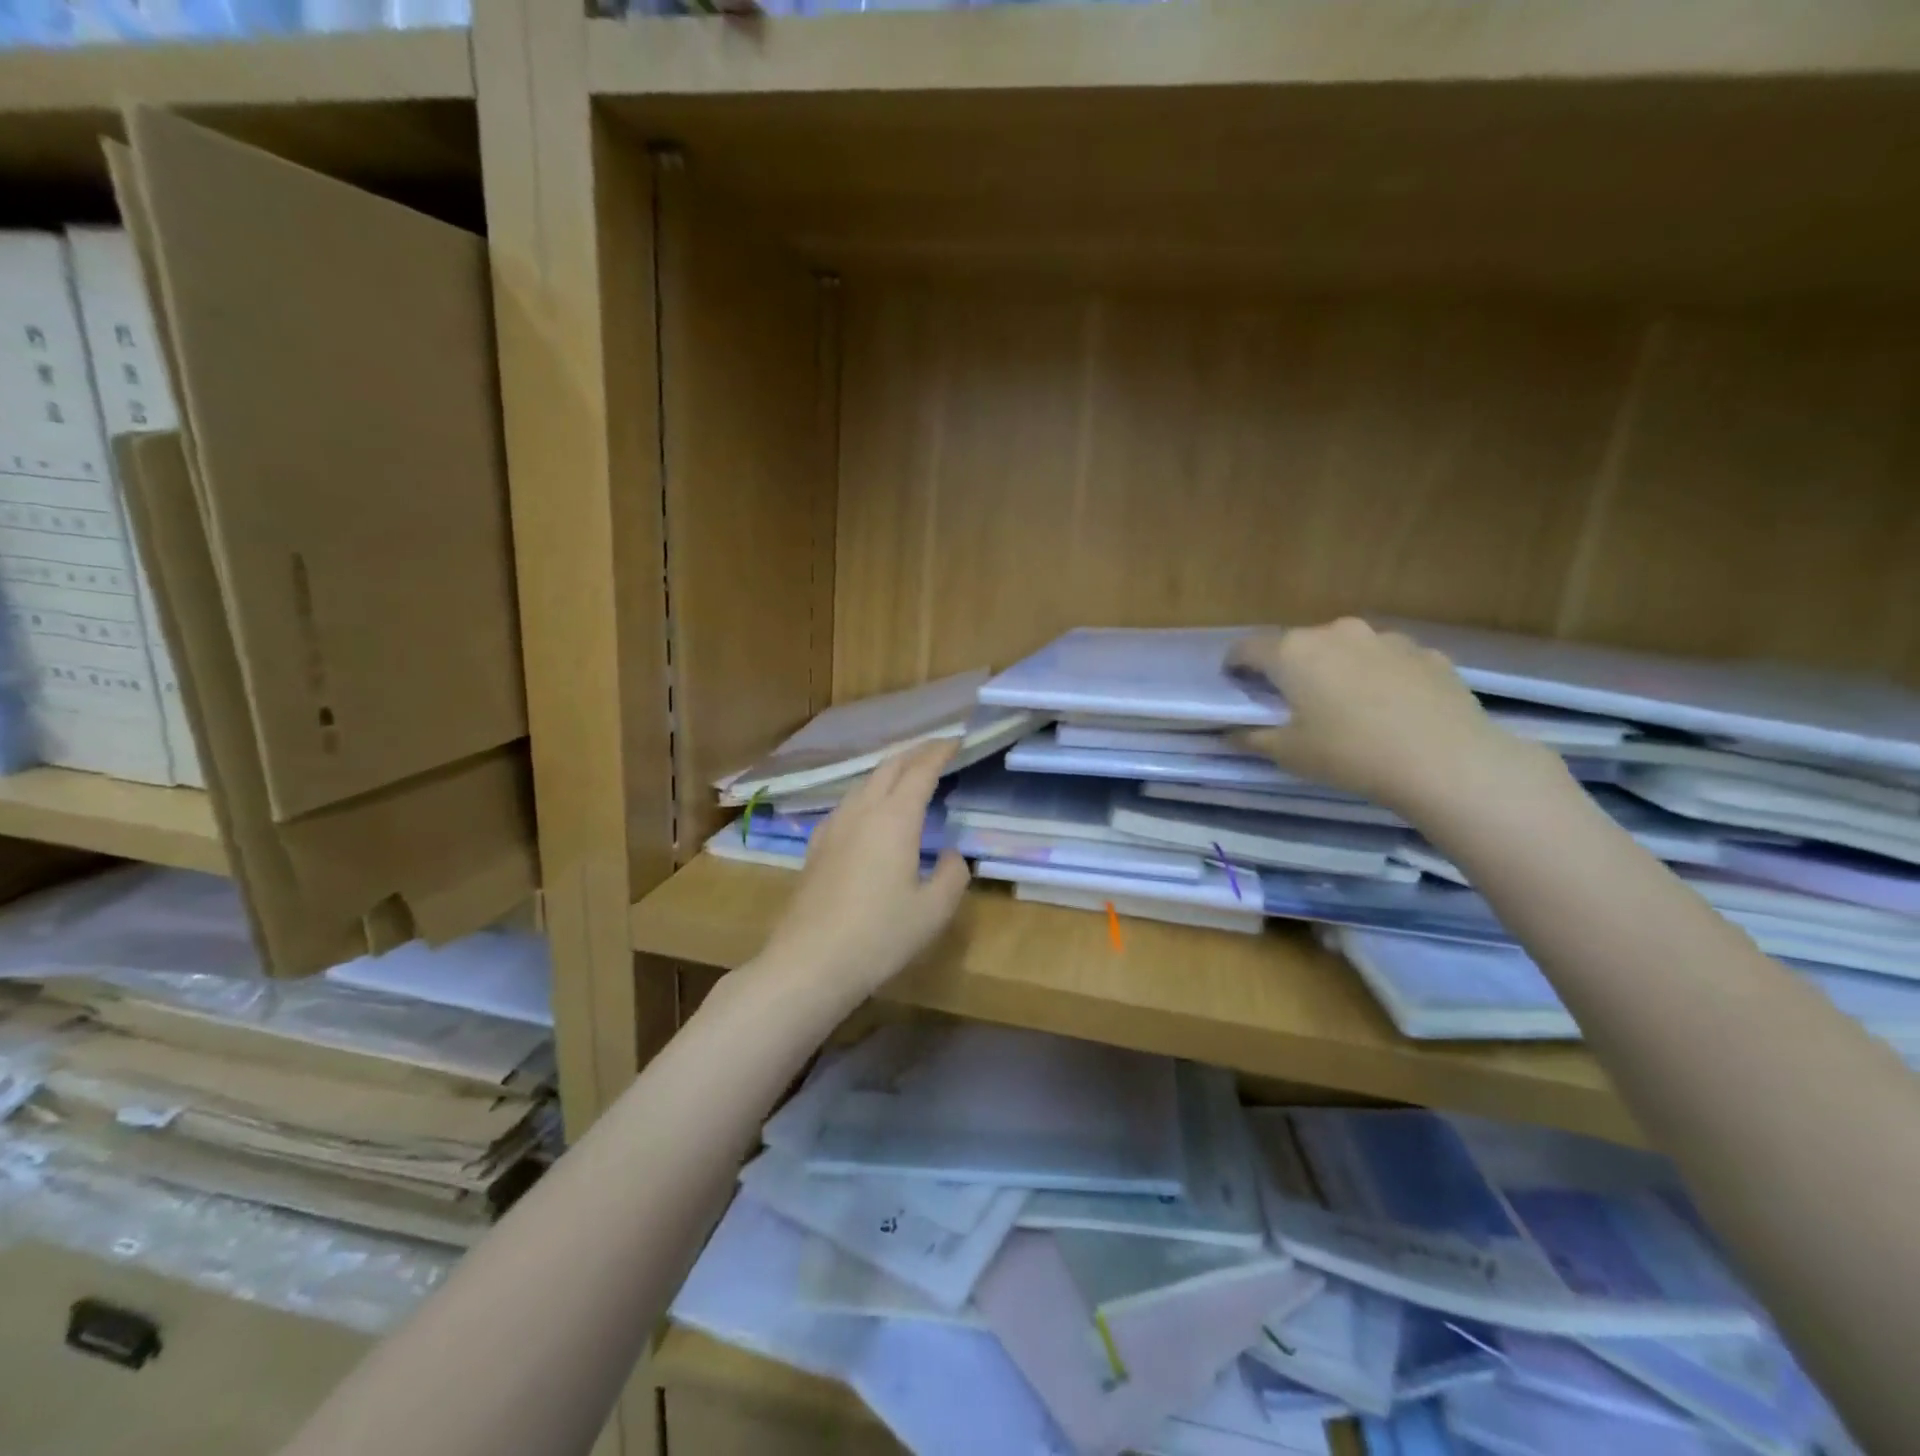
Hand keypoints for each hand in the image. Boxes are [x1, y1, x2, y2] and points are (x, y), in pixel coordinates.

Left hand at [757, 740, 970, 997]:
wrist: (809, 962)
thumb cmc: (879, 936)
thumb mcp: (933, 911)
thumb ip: (952, 875)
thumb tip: (951, 854)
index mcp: (894, 819)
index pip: (921, 770)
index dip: (940, 751)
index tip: (957, 741)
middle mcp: (862, 811)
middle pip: (889, 767)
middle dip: (915, 752)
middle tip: (937, 750)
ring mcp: (834, 827)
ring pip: (864, 782)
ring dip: (889, 771)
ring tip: (908, 776)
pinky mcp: (816, 846)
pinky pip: (847, 804)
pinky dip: (868, 793)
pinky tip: (870, 813)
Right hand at [1227, 618, 1547, 815]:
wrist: (1445, 760)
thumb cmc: (1349, 754)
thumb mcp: (1289, 754)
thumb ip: (1253, 738)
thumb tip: (1230, 733)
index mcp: (1293, 652)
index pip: (1247, 648)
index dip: (1236, 665)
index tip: (1235, 682)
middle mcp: (1336, 633)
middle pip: (1299, 645)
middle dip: (1290, 668)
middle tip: (1292, 700)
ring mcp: (1385, 639)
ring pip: (1346, 649)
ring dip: (1337, 669)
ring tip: (1346, 705)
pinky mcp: (1426, 652)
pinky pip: (1388, 660)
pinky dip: (1379, 677)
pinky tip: (1390, 709)